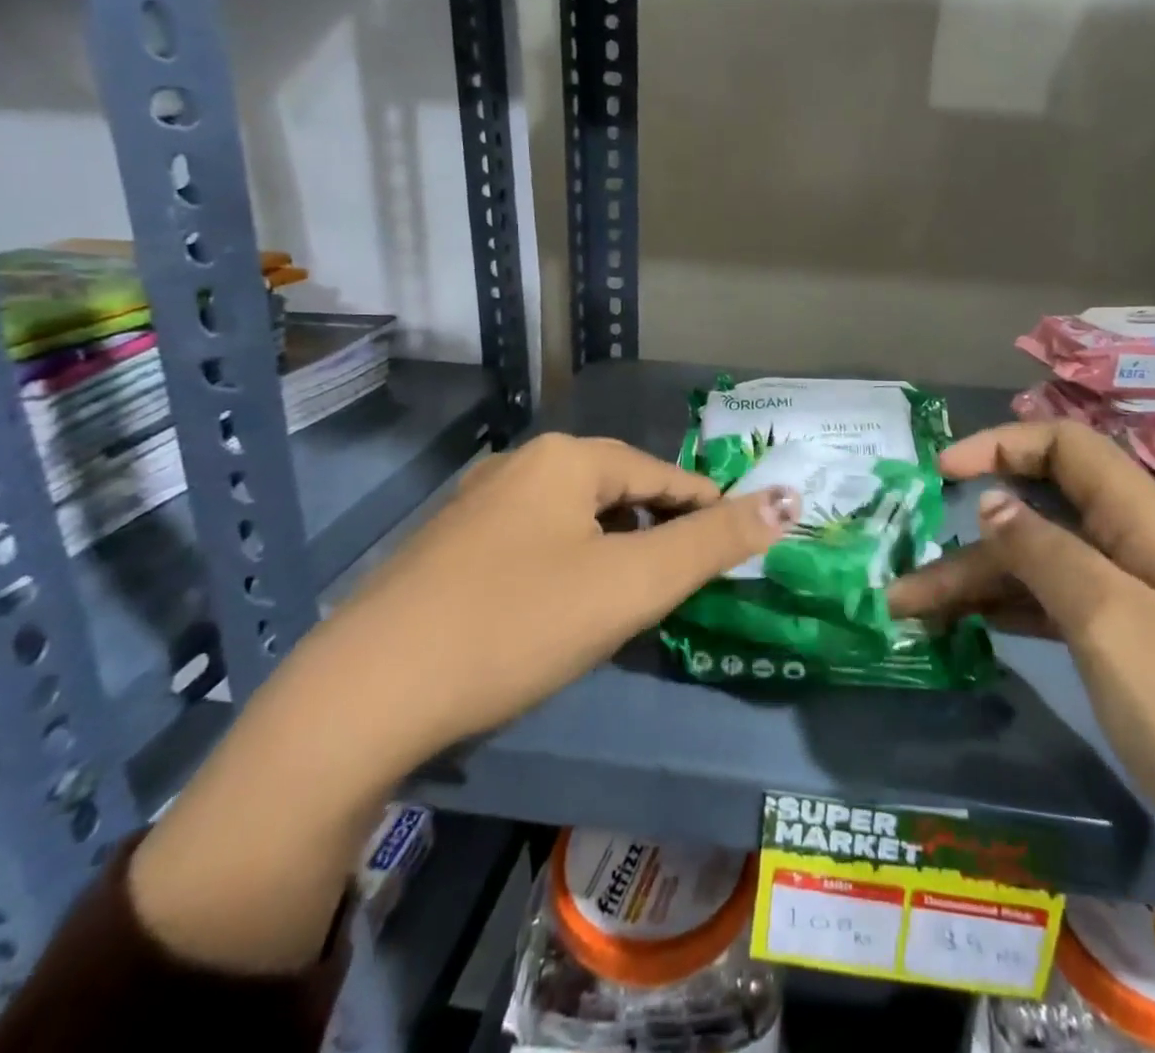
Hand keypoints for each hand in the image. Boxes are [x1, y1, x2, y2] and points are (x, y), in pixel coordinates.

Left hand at [316, 431, 799, 772]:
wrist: (365, 696)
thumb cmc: (518, 625)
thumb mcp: (631, 585)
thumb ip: (713, 542)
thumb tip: (788, 502)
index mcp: (566, 458)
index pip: (663, 475)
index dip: (707, 509)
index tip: (737, 548)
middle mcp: (520, 465)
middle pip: (617, 493)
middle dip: (656, 533)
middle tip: (683, 585)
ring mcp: (476, 505)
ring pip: (573, 519)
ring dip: (612, 551)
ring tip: (630, 598)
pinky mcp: (446, 548)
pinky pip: (533, 542)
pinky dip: (567, 565)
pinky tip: (560, 608)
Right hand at [889, 420, 1154, 1052]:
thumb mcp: (1114, 625)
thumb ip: (1046, 553)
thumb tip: (992, 501)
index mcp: (1146, 521)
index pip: (1065, 446)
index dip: (1000, 445)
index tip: (940, 474)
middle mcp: (1140, 548)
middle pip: (1042, 514)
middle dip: (971, 539)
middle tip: (905, 586)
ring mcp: (1141, 601)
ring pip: (1045, 566)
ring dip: (980, 582)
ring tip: (916, 616)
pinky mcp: (1139, 648)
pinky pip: (1062, 608)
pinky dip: (1013, 612)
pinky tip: (972, 631)